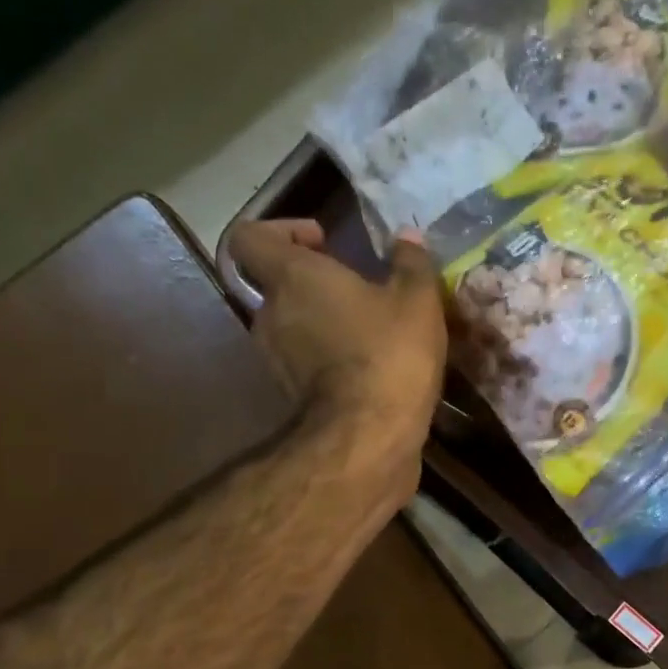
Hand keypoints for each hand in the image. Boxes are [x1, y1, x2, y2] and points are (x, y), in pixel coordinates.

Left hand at [230, 218, 448, 472]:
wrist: (369, 437)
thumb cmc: (388, 354)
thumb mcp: (417, 301)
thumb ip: (411, 263)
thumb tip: (407, 237)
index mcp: (292, 278)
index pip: (250, 238)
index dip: (280, 231)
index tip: (321, 242)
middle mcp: (271, 314)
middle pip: (278, 286)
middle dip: (315, 284)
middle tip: (358, 290)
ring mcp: (276, 360)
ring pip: (293, 327)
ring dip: (324, 324)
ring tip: (369, 332)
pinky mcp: (292, 397)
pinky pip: (305, 363)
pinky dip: (329, 360)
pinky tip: (369, 367)